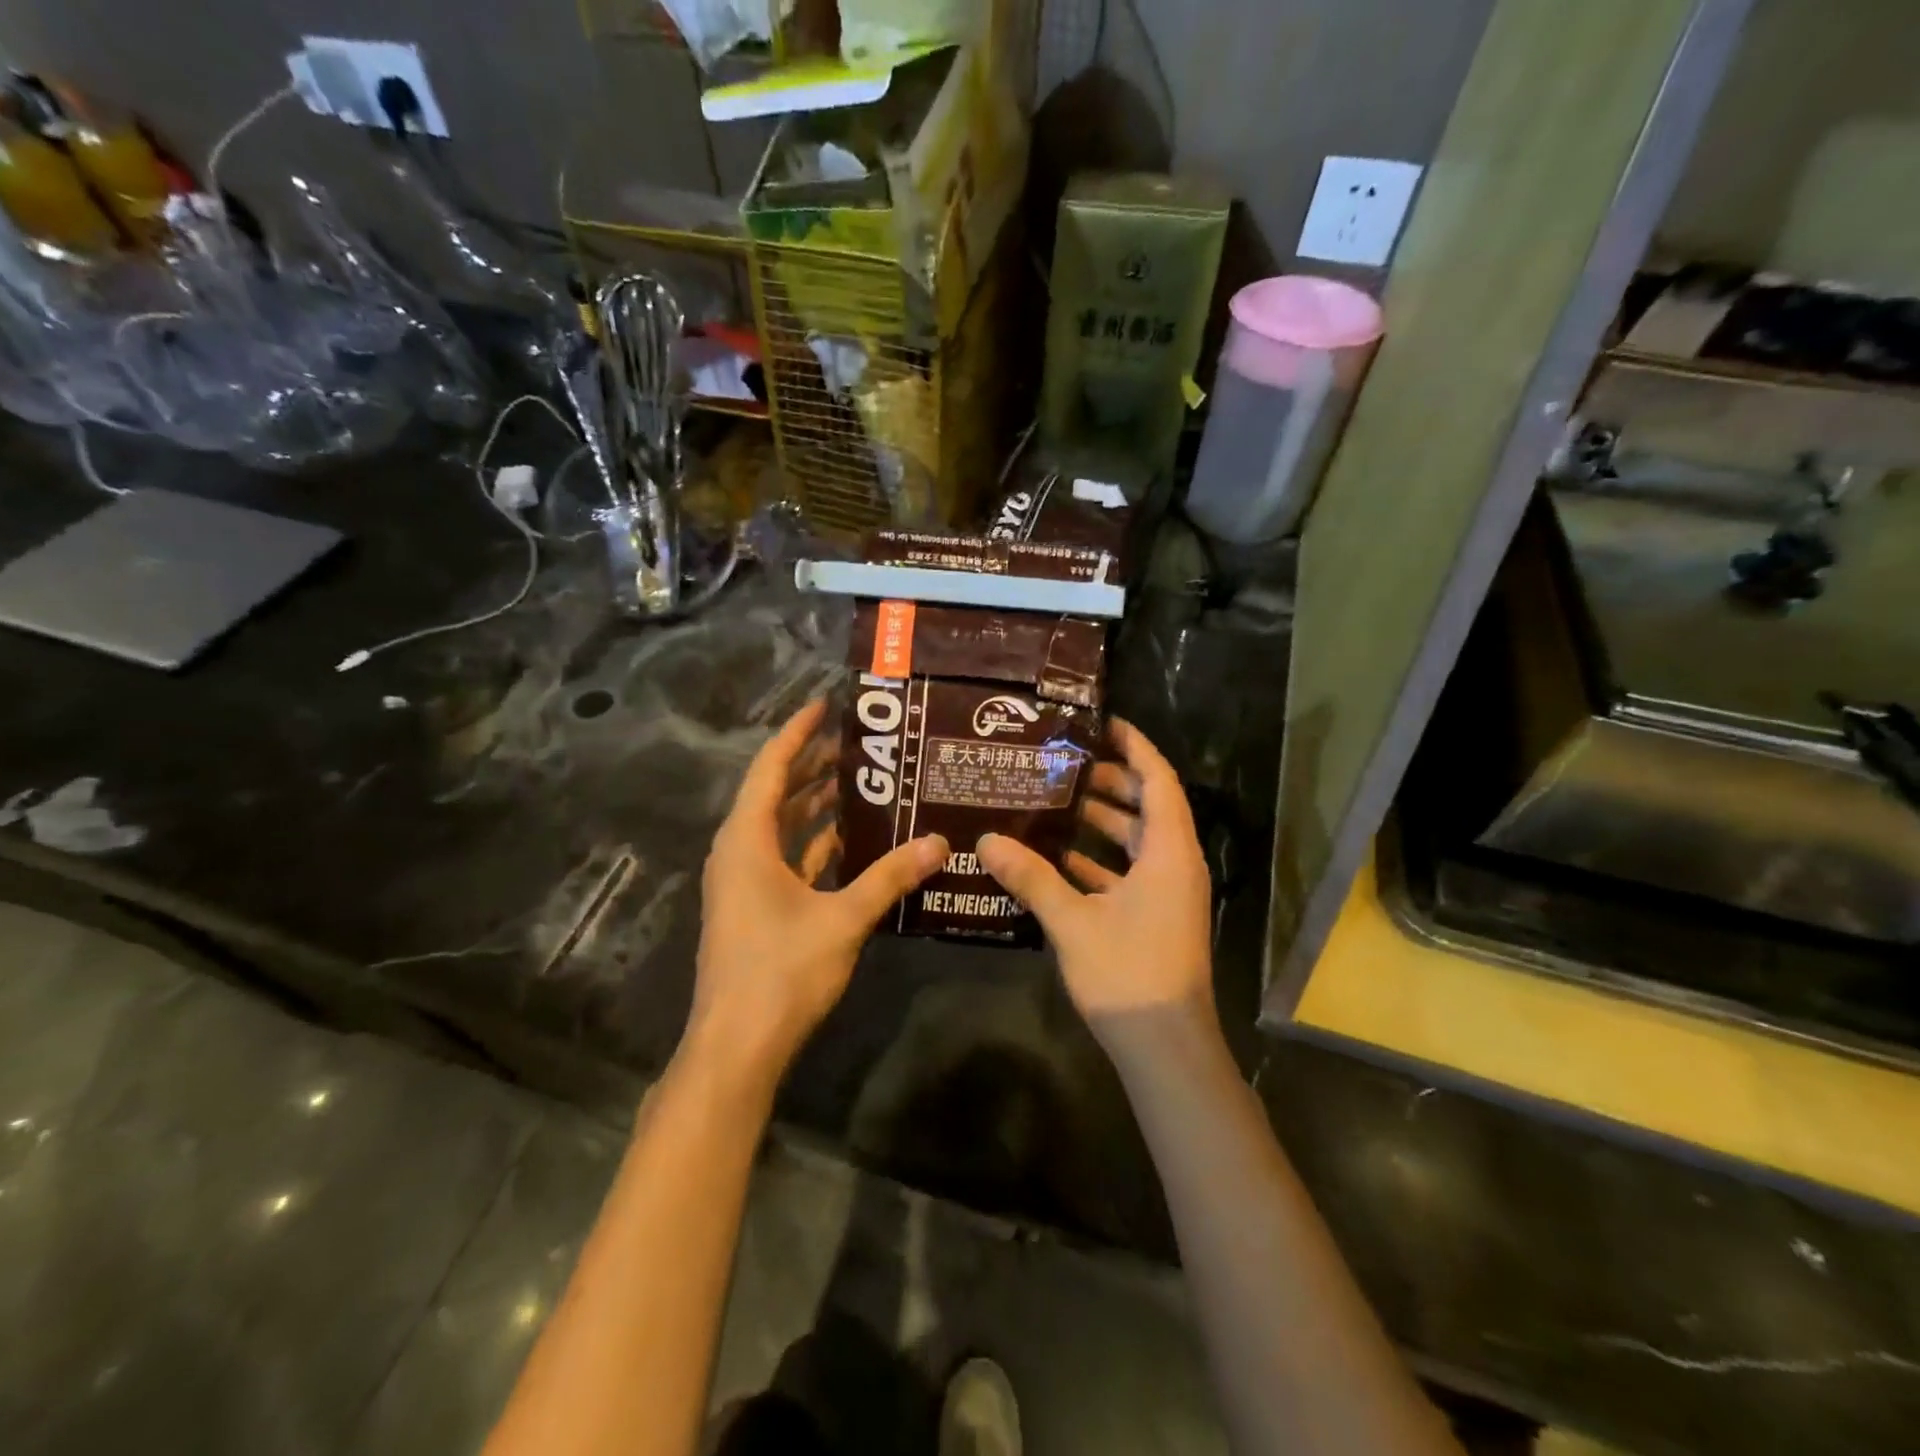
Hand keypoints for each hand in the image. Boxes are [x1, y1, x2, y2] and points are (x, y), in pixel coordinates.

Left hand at [683, 698, 946, 1099]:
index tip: (826, 704)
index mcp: (748, 840)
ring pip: (781, 828)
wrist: (735, 1046)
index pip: (772, 768)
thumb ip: (890, 877)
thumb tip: (940, 843)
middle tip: (858, 742)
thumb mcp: (843, 919)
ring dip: (815, 805)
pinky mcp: (754, 908)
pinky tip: (851, 841)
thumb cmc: (781, 971)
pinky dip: (814, 844)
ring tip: (861, 782)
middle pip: (776, 793)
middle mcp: (739, 852)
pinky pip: (785, 859)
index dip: (798, 732)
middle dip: (812, 765)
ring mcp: (744, 883)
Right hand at [977, 719, 1213, 1061]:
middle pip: (1148, 807)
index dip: (1135, 748)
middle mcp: (1175, 864)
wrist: (1165, 1047)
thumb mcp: (1072, 921)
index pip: (1158, 781)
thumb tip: (986, 840)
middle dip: (1111, 783)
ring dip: (1103, 823)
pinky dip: (1100, 862)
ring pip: (1138, 842)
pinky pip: (1129, 874)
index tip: (1103, 724)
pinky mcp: (1155, 917)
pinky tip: (1059, 859)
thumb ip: (1031, 877)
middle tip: (1065, 764)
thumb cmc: (1128, 973)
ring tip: (1055, 803)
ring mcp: (1168, 893)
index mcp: (1168, 852)